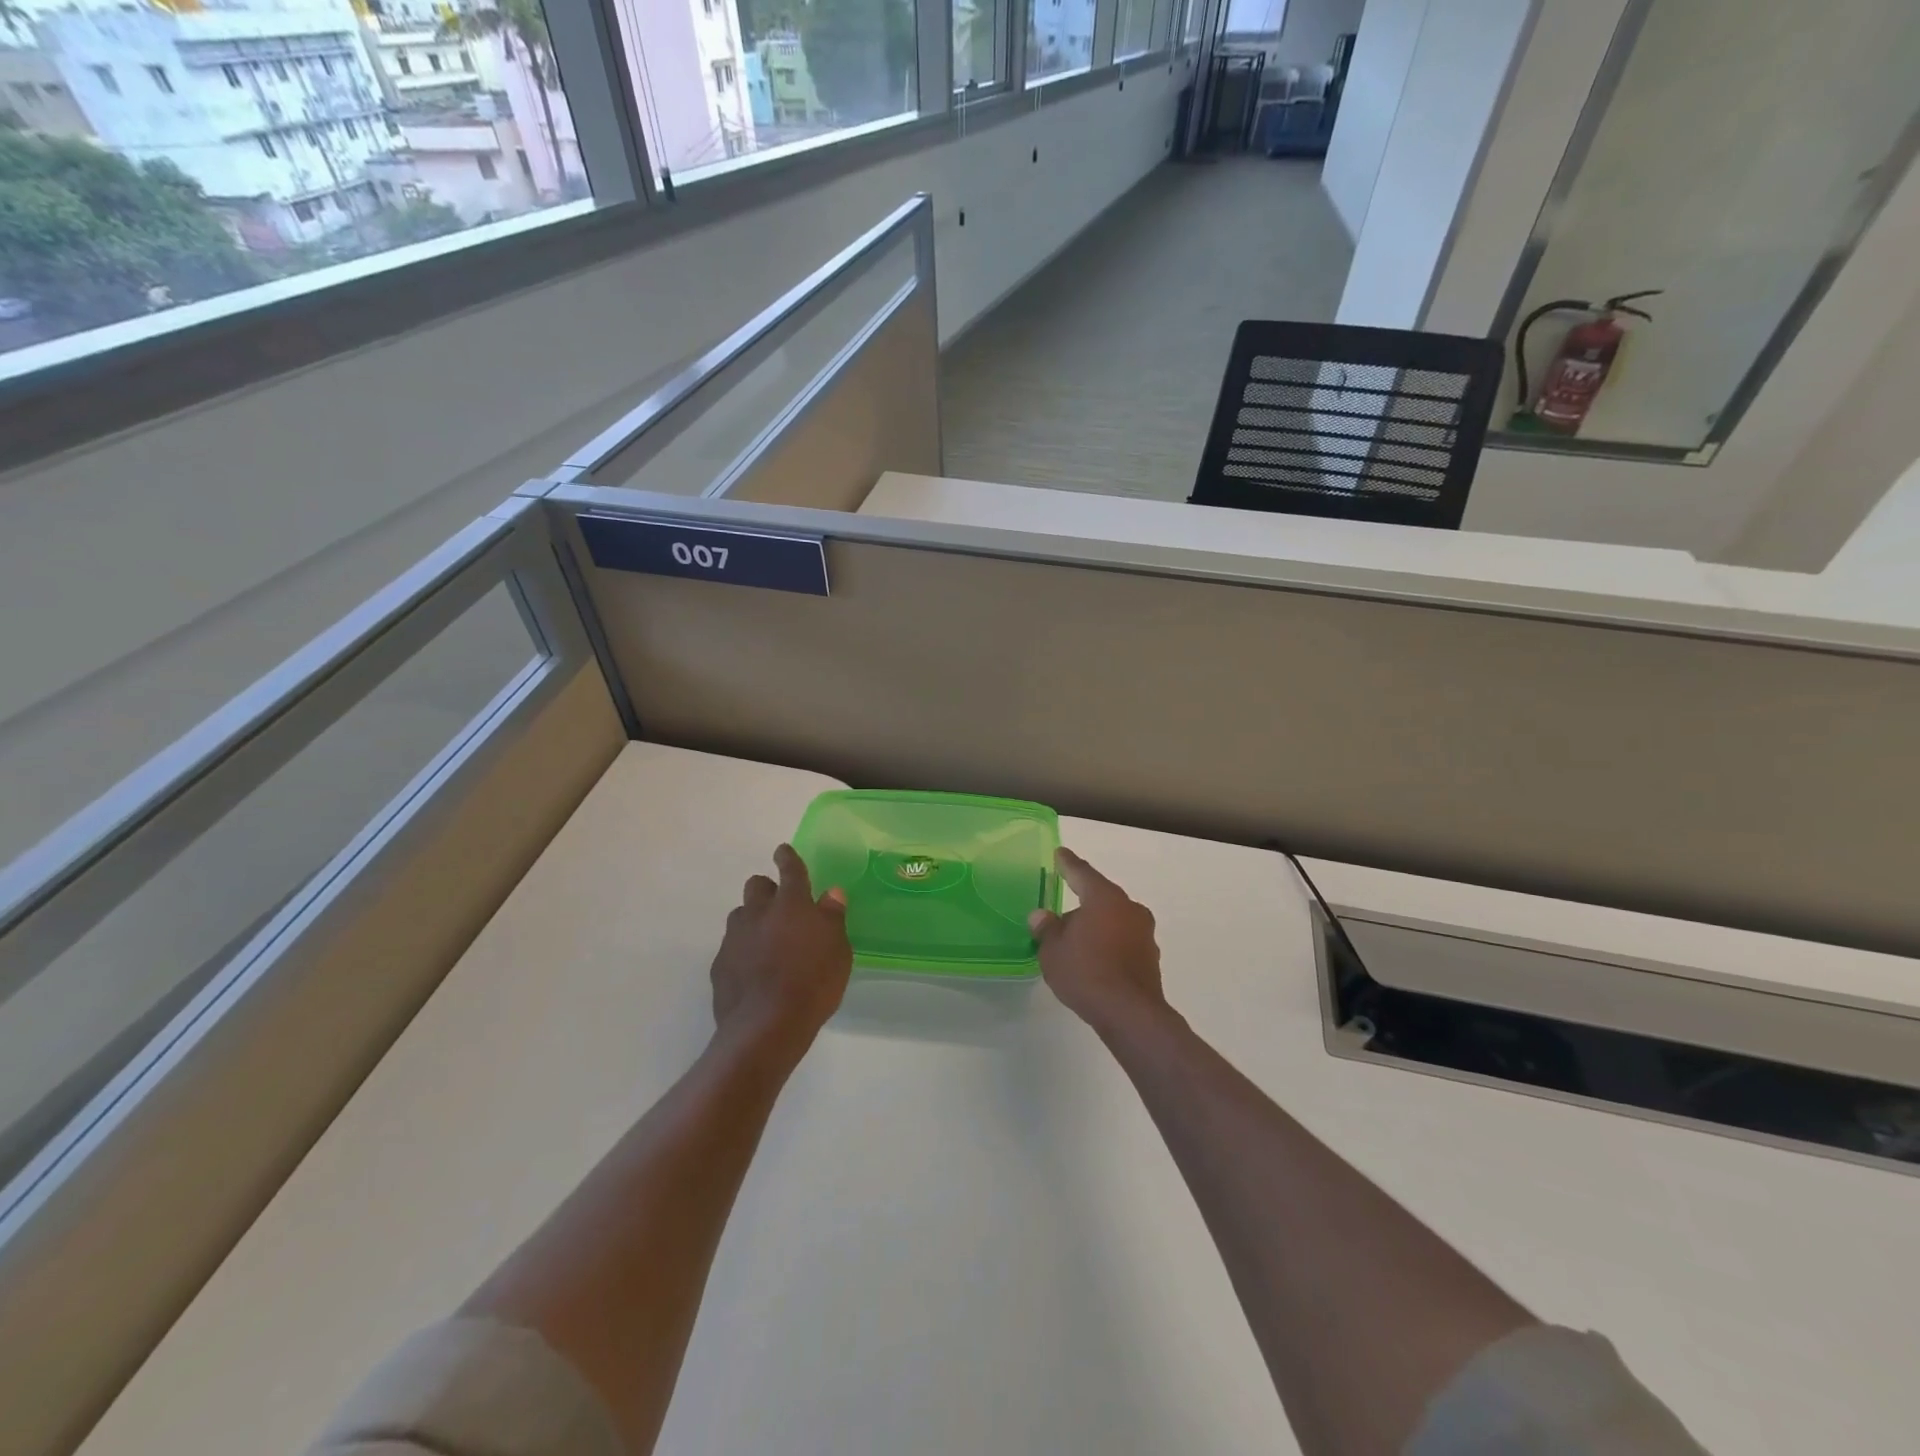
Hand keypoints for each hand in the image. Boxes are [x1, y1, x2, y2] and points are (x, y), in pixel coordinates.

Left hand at [710, 844, 851, 1059]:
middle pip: (756, 886)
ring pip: (740, 915)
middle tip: (781, 906)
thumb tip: (831, 893)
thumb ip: (832, 918)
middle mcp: (759, 913)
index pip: (790, 870)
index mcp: (792, 904)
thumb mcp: (838, 950)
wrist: (766, 1026)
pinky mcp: (720, 964)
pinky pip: (731, 947)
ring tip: (767, 941)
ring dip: (753, 920)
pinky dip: (743, 951)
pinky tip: (754, 971)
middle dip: (767, 889)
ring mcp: (735, 938)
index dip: (788, 858)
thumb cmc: (813, 983)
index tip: (783, 851)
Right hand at [1029, 847, 1169, 1037]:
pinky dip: (1108, 944)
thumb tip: (1042, 916)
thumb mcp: (1053, 950)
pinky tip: (1094, 961)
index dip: (1068, 864)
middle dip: (1082, 903)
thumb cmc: (1086, 972)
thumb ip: (1047, 929)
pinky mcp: (1150, 958)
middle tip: (1061, 913)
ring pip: (1113, 920)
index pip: (1082, 873)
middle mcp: (1129, 908)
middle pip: (1100, 897)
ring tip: (1075, 942)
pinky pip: (1122, 941)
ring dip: (1096, 926)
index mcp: (1104, 898)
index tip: (1060, 853)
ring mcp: (1144, 934)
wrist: (1130, 1014)